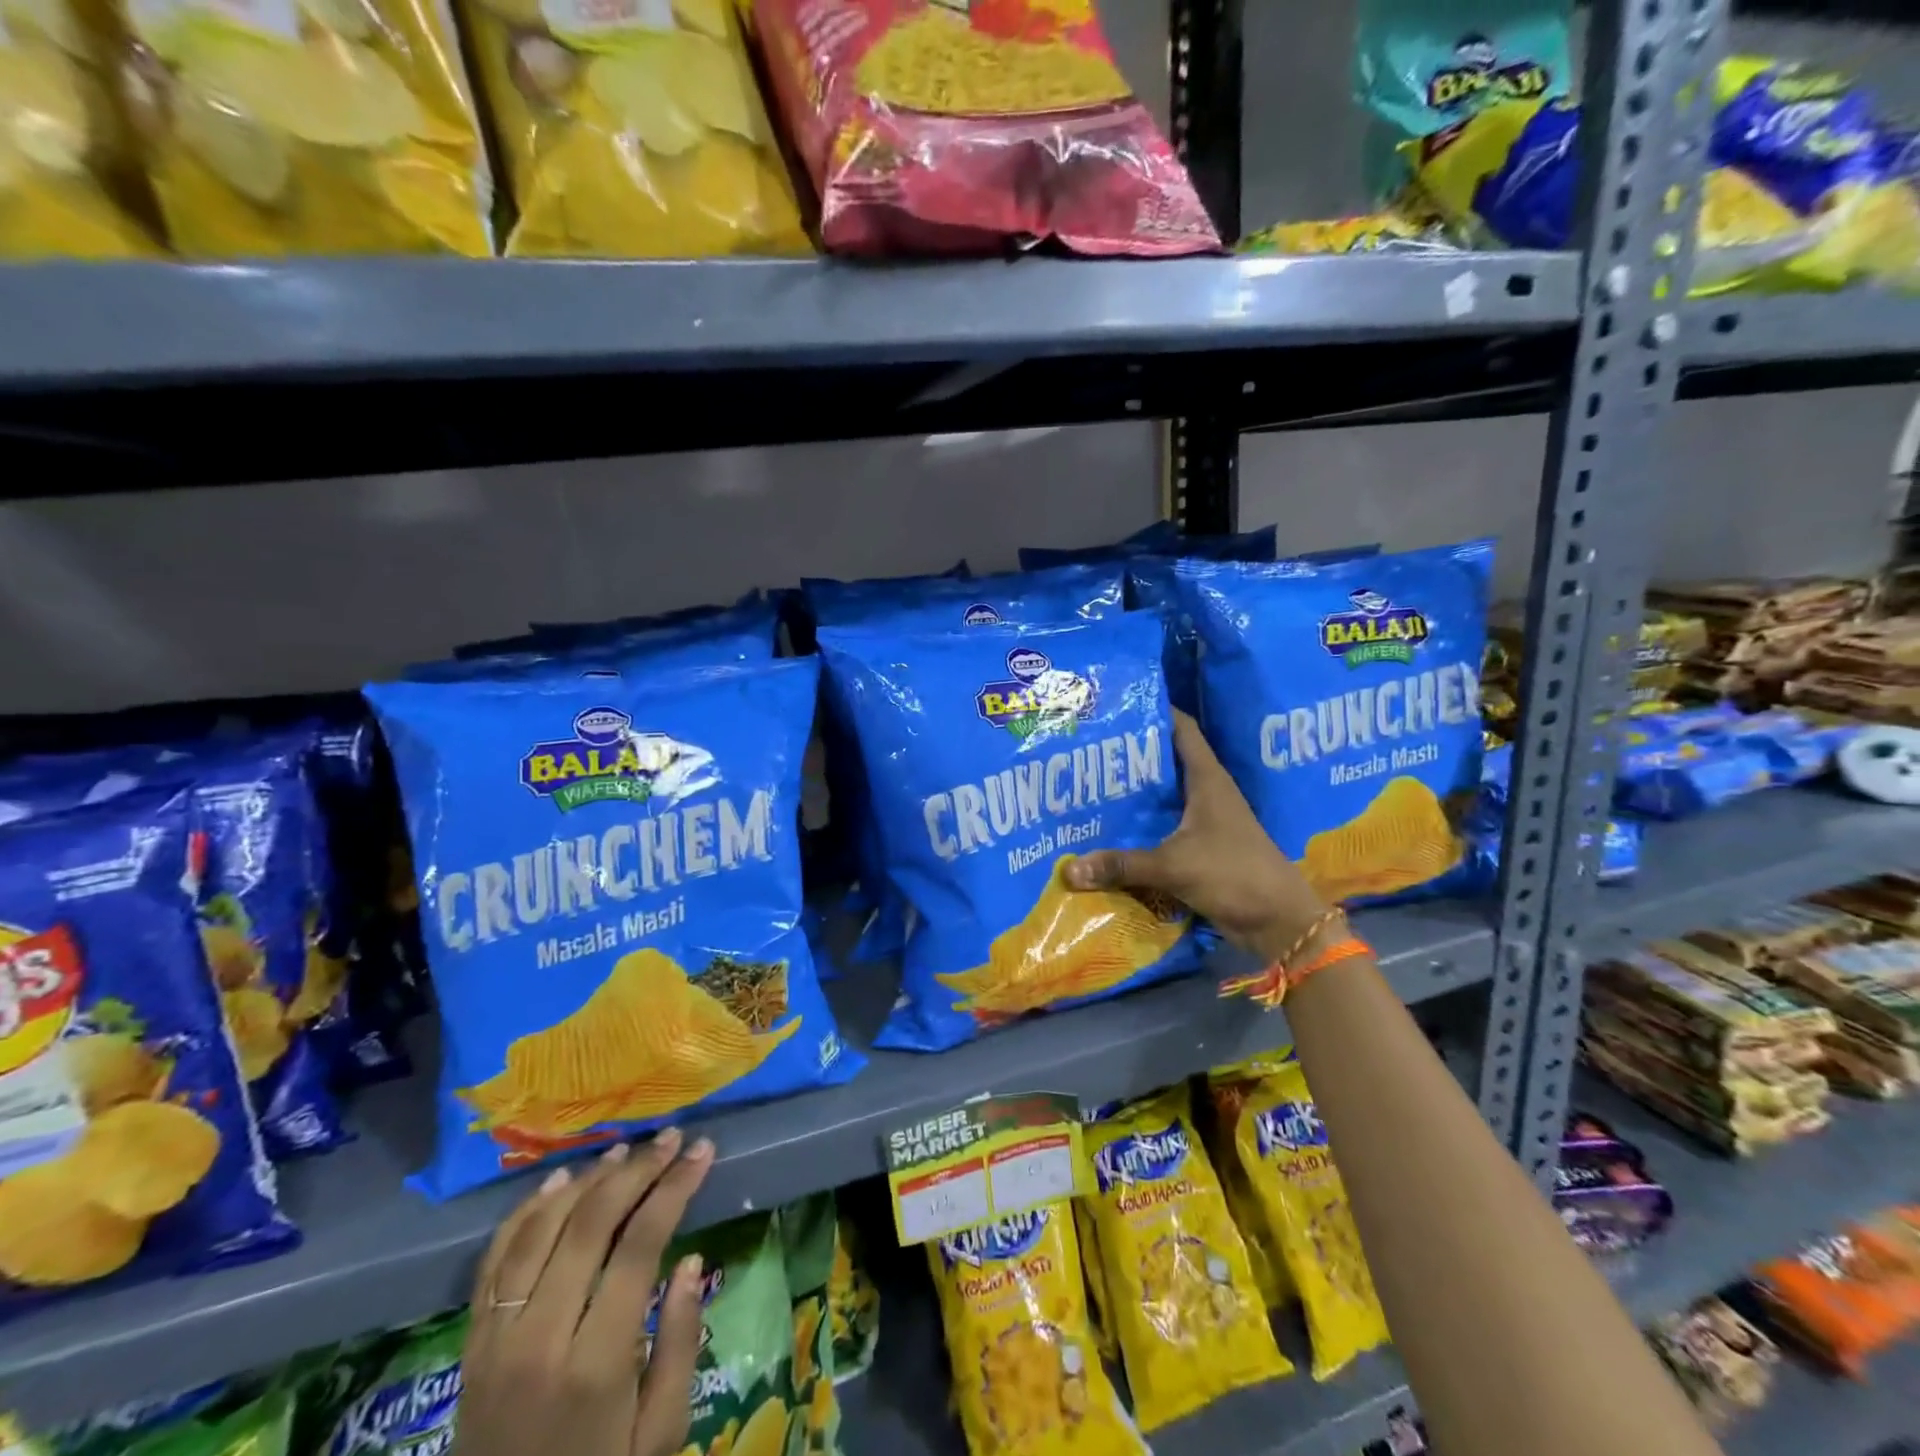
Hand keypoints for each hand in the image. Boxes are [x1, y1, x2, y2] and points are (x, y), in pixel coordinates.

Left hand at [456, 1129, 715, 1455]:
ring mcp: (495, 1341)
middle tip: (670, 1138)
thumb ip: (679, 1344)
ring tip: (624, 1149)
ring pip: (540, 1230)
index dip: (674, 1188)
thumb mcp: (661, 1434)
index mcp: (595, 1364)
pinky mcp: (470, 1346)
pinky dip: (527, 1211)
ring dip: (586, 1180)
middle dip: (636, 1170)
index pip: (639, 1246)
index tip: (701, 1151)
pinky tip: (560, 1181)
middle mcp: (538, 1341)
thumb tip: (690, 1260)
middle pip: (588, 1225)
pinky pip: (495, 1260)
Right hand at [1064, 710, 1331, 961]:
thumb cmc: (1234, 875)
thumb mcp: (1174, 866)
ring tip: (1091, 785)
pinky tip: (1112, 830)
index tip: (1117, 705)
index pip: (1181, 728)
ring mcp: (1205, 821)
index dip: (1154, 711)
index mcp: (1207, 780)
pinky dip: (1141, 825)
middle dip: (1131, 754)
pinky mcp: (1201, 847)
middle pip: (1166, 760)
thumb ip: (1122, 865)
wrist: (1279, 923)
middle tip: (1088, 748)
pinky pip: (1164, 826)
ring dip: (1135, 792)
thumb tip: (1068, 870)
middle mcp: (1206, 793)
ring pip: (1164, 795)